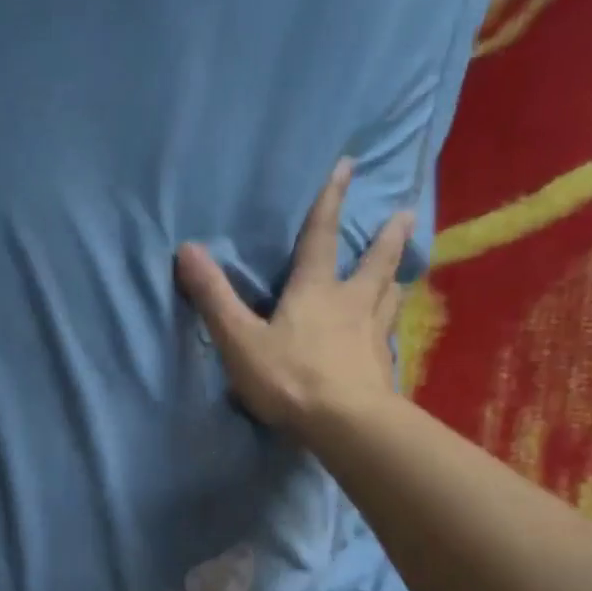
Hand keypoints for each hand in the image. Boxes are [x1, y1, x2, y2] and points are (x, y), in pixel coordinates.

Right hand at [176, 159, 414, 436]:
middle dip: (387, 237)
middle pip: (375, 263)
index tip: (347, 166)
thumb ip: (215, 298)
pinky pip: (389, 336)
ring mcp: (373, 335)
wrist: (344, 424)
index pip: (321, 236)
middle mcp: (351, 303)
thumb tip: (187, 249)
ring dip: (395, 278)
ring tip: (403, 271)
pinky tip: (390, 335)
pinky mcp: (383, 366)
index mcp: (315, 290)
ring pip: (389, 297)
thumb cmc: (289, 378)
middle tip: (404, 214)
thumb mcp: (240, 340)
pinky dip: (390, 326)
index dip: (331, 200)